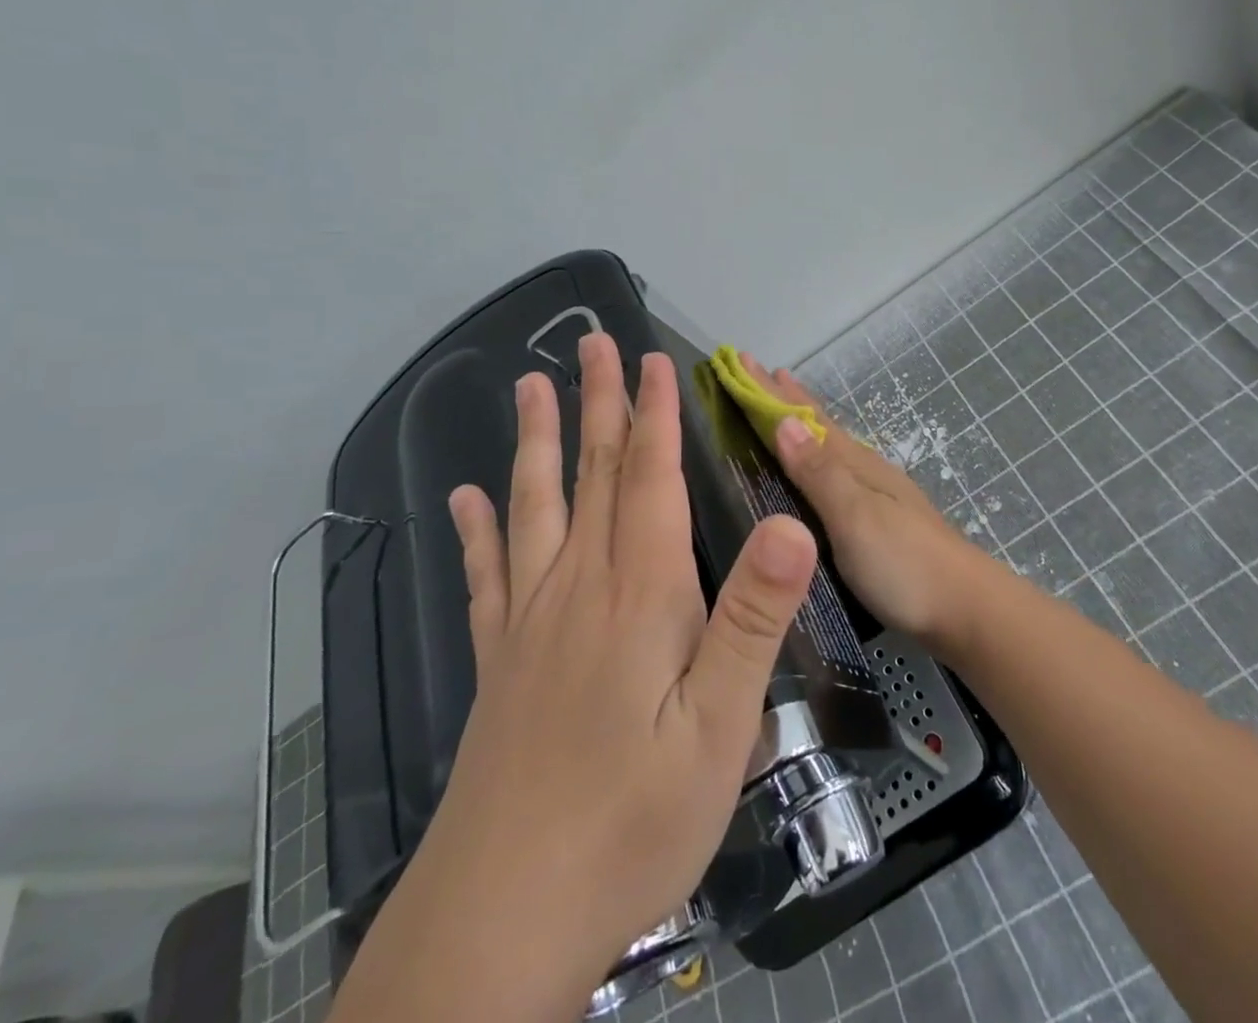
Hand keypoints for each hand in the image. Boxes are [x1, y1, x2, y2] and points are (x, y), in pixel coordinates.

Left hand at [335, 333, 818, 1022]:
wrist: (506, 913)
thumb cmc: (633, 817)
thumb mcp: (721, 726)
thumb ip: (752, 617)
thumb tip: (792, 524)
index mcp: (640, 593)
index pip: (650, 479)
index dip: (655, 416)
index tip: (653, 360)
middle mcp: (579, 587)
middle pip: (593, 475)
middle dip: (598, 404)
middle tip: (591, 344)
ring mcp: (530, 621)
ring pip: (534, 506)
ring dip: (538, 442)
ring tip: (529, 388)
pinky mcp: (499, 661)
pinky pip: (486, 576)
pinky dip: (476, 530)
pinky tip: (464, 500)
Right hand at [739, 354, 997, 649]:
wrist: (968, 610)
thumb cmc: (904, 563)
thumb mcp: (855, 517)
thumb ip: (819, 473)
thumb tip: (782, 422)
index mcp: (854, 464)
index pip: (802, 418)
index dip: (769, 392)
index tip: (740, 360)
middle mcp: (864, 469)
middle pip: (817, 424)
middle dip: (782, 398)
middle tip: (753, 369)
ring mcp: (876, 493)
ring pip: (828, 445)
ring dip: (799, 422)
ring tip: (780, 405)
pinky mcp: (880, 519)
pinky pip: (835, 470)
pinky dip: (815, 454)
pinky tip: (818, 464)